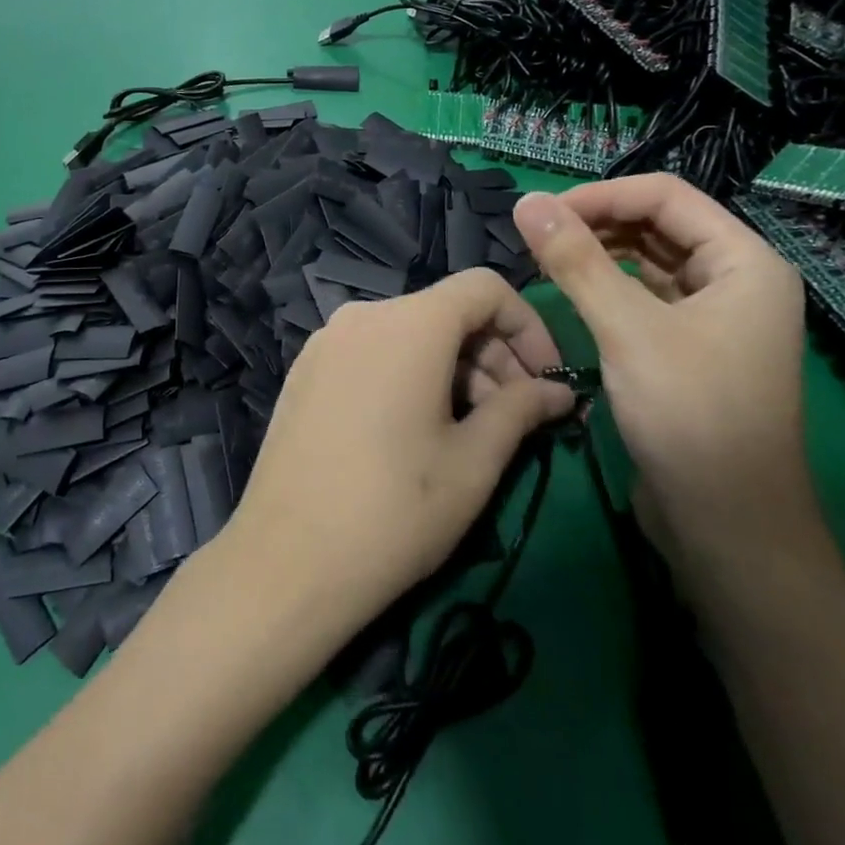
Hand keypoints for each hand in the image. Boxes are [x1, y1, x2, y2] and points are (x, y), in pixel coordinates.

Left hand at [220, 269, 578, 640]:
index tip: (546, 380)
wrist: (287, 558)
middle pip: (445, 311)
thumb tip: (558, 391)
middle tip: (516, 418)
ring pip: (408, 333)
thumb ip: (521, 410)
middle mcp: (363, 315)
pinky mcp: (305, 369)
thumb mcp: (473, 463)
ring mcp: (326, 340)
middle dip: (492, 356)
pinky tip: (414, 430)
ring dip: (452, 369)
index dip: (528, 325)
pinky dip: (408, 373)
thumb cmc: (395, 510)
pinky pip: (372, 352)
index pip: (484, 287)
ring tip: (471, 432)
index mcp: (409, 323)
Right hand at [512, 176, 816, 565]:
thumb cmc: (690, 416)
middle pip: (657, 225)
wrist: (728, 528)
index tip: (542, 213)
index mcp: (745, 263)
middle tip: (536, 236)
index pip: (666, 196)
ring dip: (597, 254)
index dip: (601, 195)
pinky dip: (605, 287)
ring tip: (543, 259)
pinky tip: (568, 292)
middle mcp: (735, 281)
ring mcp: (714, 316)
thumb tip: (525, 201)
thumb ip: (575, 260)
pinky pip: (643, 296)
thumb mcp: (627, 330)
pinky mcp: (688, 347)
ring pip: (647, 261)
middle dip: (596, 222)